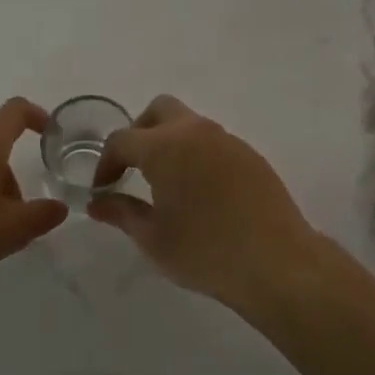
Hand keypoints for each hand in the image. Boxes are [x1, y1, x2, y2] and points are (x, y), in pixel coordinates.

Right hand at [88, 95, 314, 308]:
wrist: (277, 263)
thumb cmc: (206, 252)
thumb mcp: (153, 238)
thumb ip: (121, 213)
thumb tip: (97, 202)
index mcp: (165, 147)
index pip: (122, 139)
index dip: (106, 162)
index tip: (104, 189)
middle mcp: (195, 132)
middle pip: (159, 111)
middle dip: (139, 133)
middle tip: (134, 169)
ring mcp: (227, 141)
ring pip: (189, 124)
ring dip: (171, 142)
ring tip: (168, 183)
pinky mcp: (250, 156)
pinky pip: (214, 142)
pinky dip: (197, 155)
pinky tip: (202, 193)